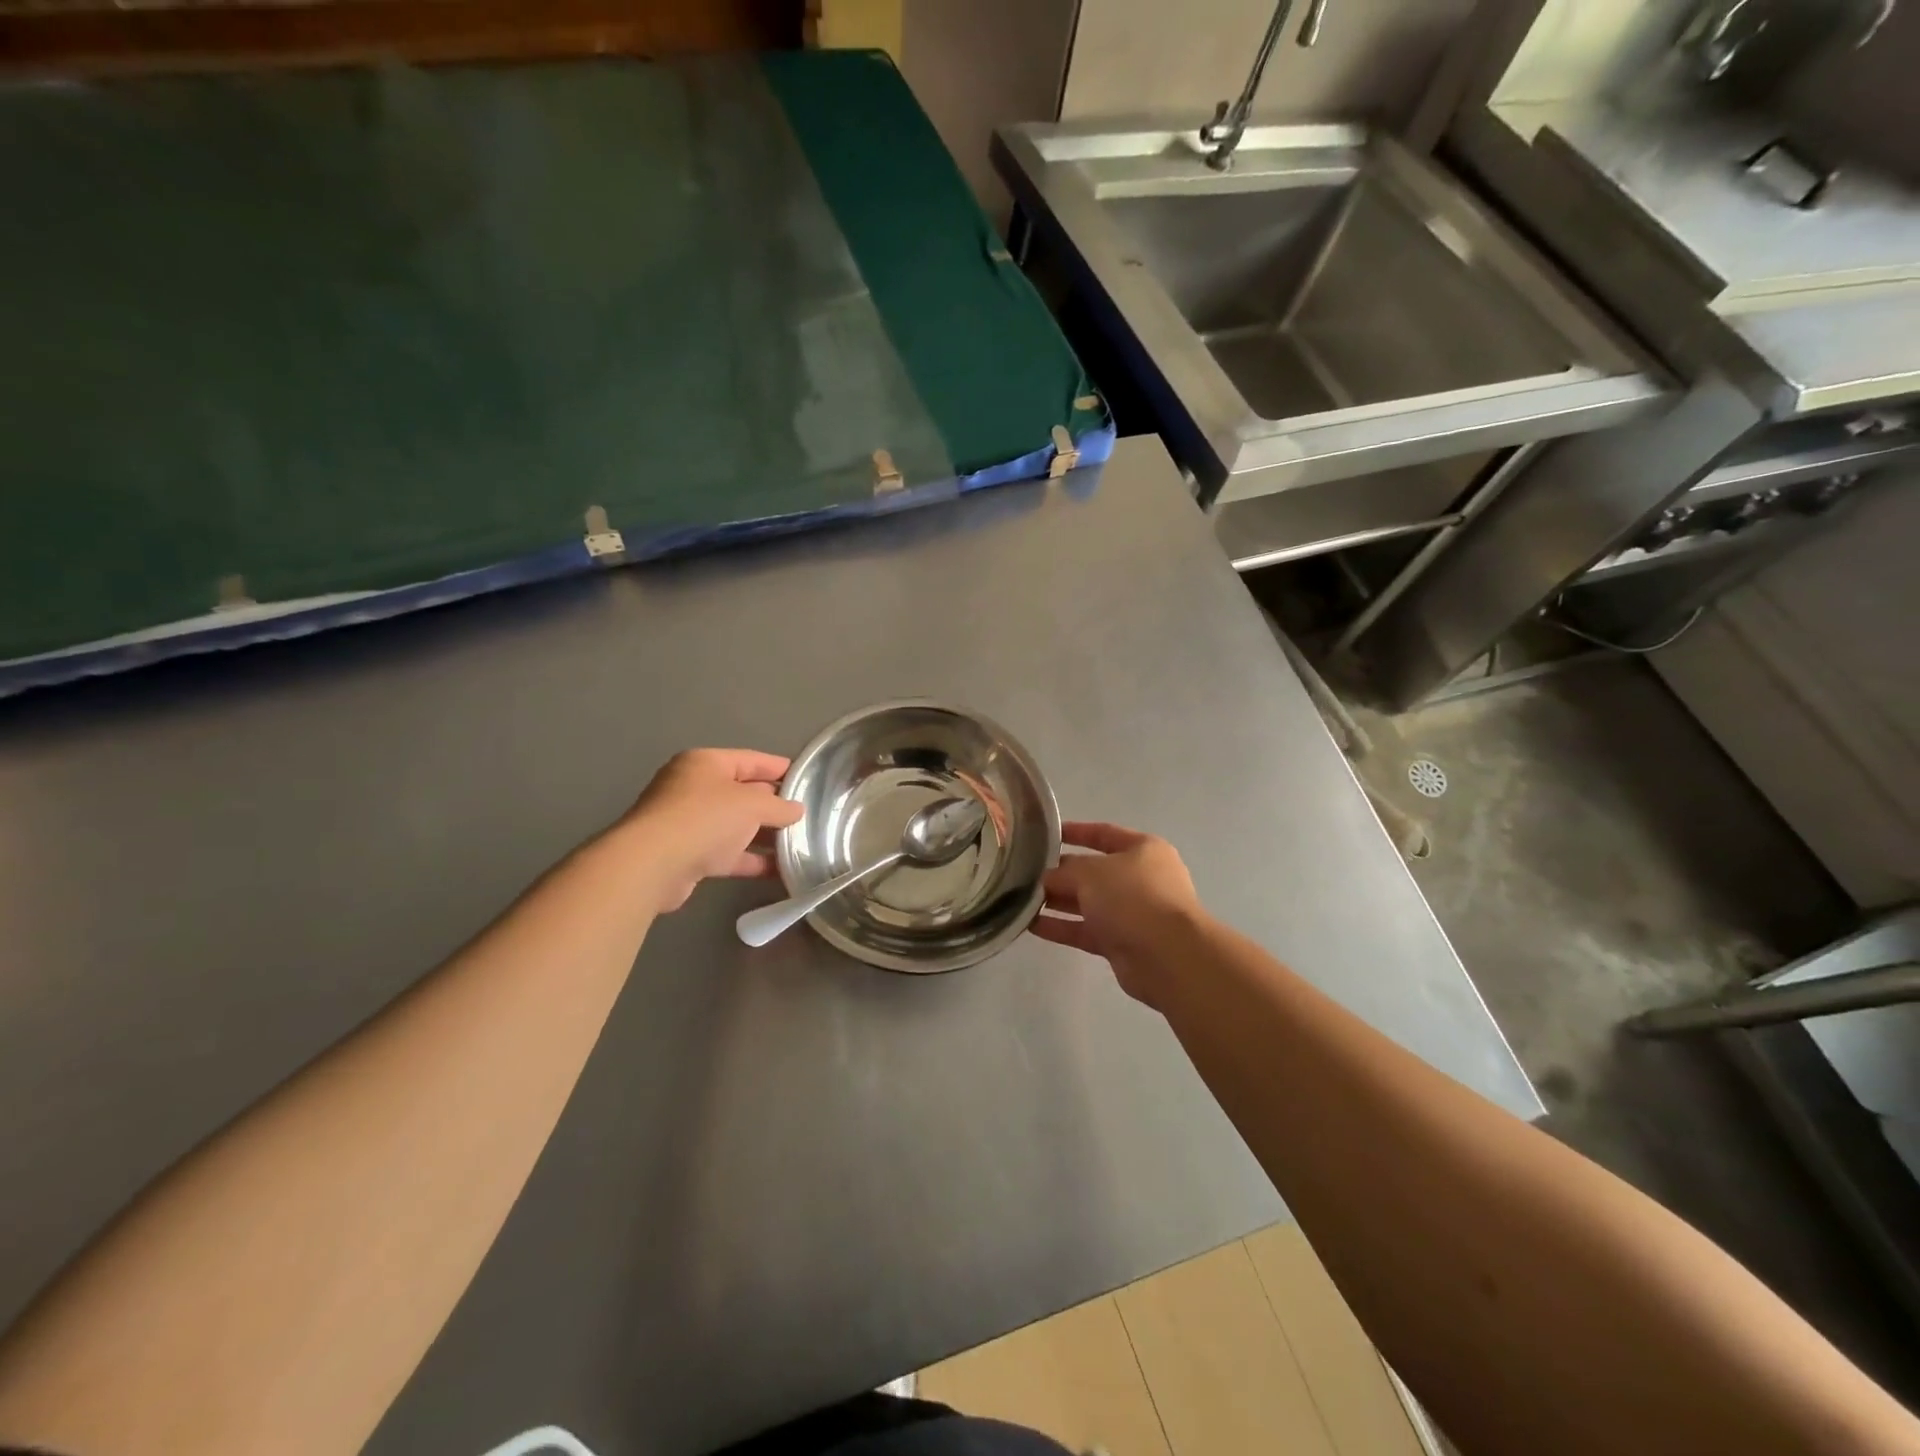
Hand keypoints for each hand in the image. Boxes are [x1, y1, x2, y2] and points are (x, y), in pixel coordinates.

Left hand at [623, 749, 805, 912]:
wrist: (652, 865)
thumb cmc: (704, 819)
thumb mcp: (751, 805)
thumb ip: (779, 806)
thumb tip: (797, 810)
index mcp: (706, 764)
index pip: (751, 760)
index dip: (780, 768)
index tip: (807, 779)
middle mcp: (694, 788)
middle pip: (743, 793)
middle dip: (774, 805)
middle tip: (808, 815)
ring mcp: (689, 823)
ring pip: (736, 825)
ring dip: (765, 835)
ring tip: (799, 844)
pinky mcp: (688, 855)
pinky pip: (728, 853)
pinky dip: (751, 859)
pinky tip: (780, 870)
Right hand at [1031, 822, 1202, 1008]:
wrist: (1167, 956)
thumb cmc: (1133, 897)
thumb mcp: (1092, 872)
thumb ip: (1065, 871)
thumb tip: (1047, 878)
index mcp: (1143, 850)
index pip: (1104, 833)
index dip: (1075, 832)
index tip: (1045, 834)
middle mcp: (1140, 879)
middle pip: (1093, 871)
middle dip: (1060, 873)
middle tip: (1025, 873)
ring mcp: (1132, 913)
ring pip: (1087, 903)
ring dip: (1057, 901)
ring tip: (1021, 899)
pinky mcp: (1122, 943)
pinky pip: (1085, 930)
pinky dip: (1061, 927)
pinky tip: (1030, 925)